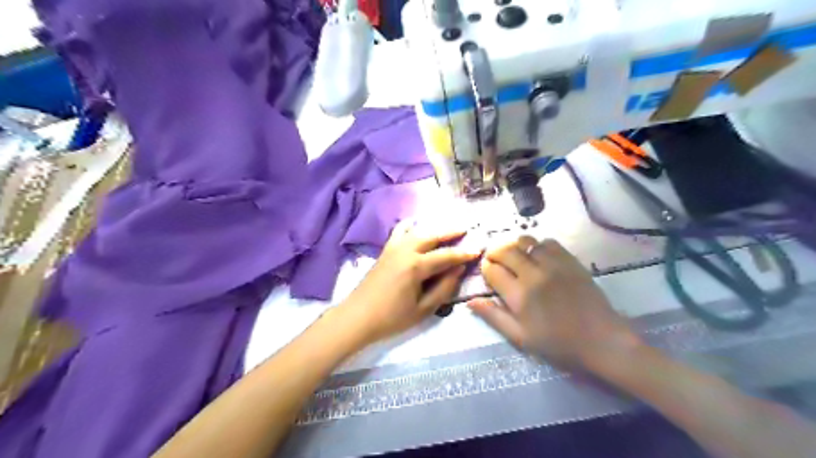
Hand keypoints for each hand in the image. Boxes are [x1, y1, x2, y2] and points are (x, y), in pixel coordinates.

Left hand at [336, 220, 479, 342]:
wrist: (357, 317)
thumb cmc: (391, 318)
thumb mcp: (423, 309)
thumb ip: (443, 288)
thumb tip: (458, 270)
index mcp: (415, 266)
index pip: (446, 255)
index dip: (464, 253)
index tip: (479, 249)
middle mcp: (405, 250)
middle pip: (432, 235)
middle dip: (450, 232)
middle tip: (466, 229)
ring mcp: (392, 248)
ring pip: (417, 230)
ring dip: (433, 228)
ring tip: (446, 229)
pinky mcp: (385, 250)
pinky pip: (400, 232)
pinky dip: (411, 227)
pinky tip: (416, 226)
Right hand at [468, 237, 639, 370]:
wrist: (602, 341)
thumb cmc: (558, 344)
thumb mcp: (521, 338)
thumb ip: (494, 317)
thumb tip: (470, 301)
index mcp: (519, 296)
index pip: (492, 270)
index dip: (486, 269)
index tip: (488, 272)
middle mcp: (533, 275)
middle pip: (505, 251)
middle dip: (495, 252)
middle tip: (495, 259)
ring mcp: (553, 265)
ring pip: (525, 242)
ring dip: (514, 246)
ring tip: (515, 255)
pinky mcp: (570, 261)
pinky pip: (548, 242)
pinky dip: (538, 245)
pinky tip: (538, 256)